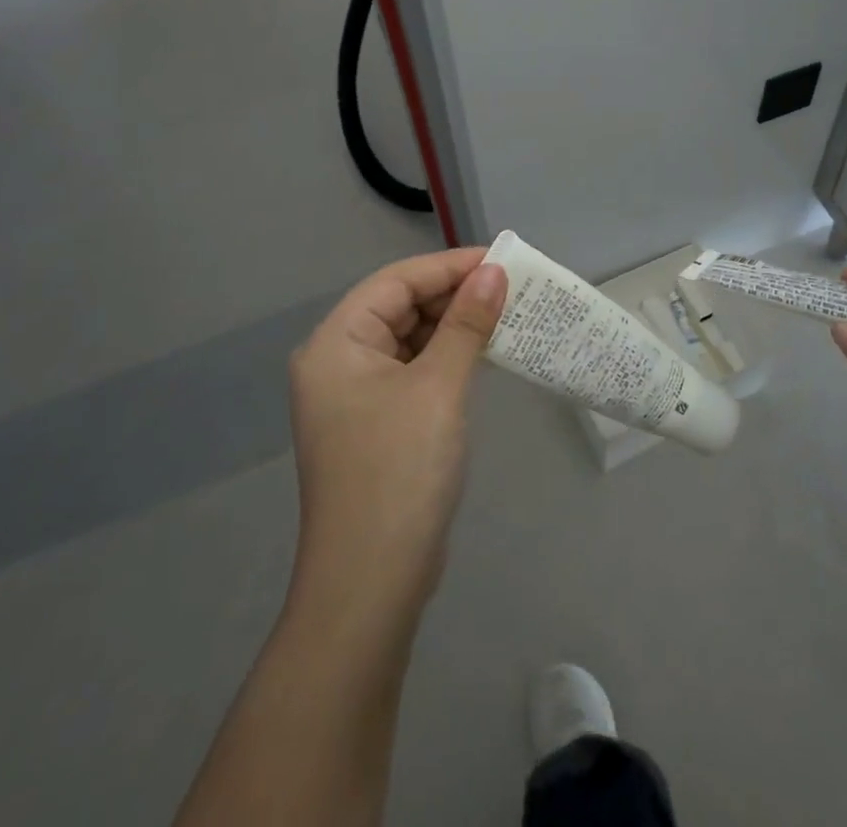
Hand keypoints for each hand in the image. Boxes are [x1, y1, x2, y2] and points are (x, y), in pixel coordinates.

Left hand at [287, 248, 506, 619]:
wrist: (371, 586)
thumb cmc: (400, 471)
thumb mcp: (439, 388)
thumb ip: (466, 324)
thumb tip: (494, 272)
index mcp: (336, 343)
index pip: (396, 282)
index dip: (448, 266)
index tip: (501, 259)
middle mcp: (337, 362)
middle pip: (400, 307)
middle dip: (454, 295)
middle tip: (511, 288)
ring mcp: (354, 397)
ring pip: (409, 340)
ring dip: (453, 327)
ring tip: (506, 314)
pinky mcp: (375, 424)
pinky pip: (413, 371)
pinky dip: (446, 358)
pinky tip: (483, 354)